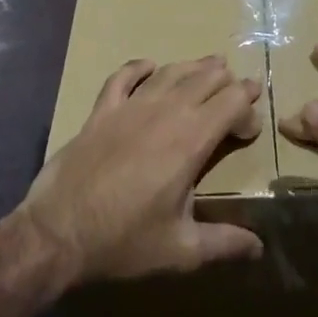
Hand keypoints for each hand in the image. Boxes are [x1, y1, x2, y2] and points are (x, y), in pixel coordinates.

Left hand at [21, 55, 264, 283]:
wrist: (57, 233)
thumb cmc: (123, 241)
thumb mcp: (181, 250)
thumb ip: (224, 243)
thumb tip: (259, 247)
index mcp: (191, 140)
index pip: (232, 101)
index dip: (249, 108)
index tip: (250, 130)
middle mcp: (165, 112)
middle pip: (206, 78)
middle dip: (228, 82)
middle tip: (239, 93)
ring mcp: (131, 106)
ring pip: (171, 71)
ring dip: (195, 67)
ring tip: (211, 66)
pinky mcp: (102, 110)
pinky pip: (124, 76)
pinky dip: (139, 67)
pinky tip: (149, 67)